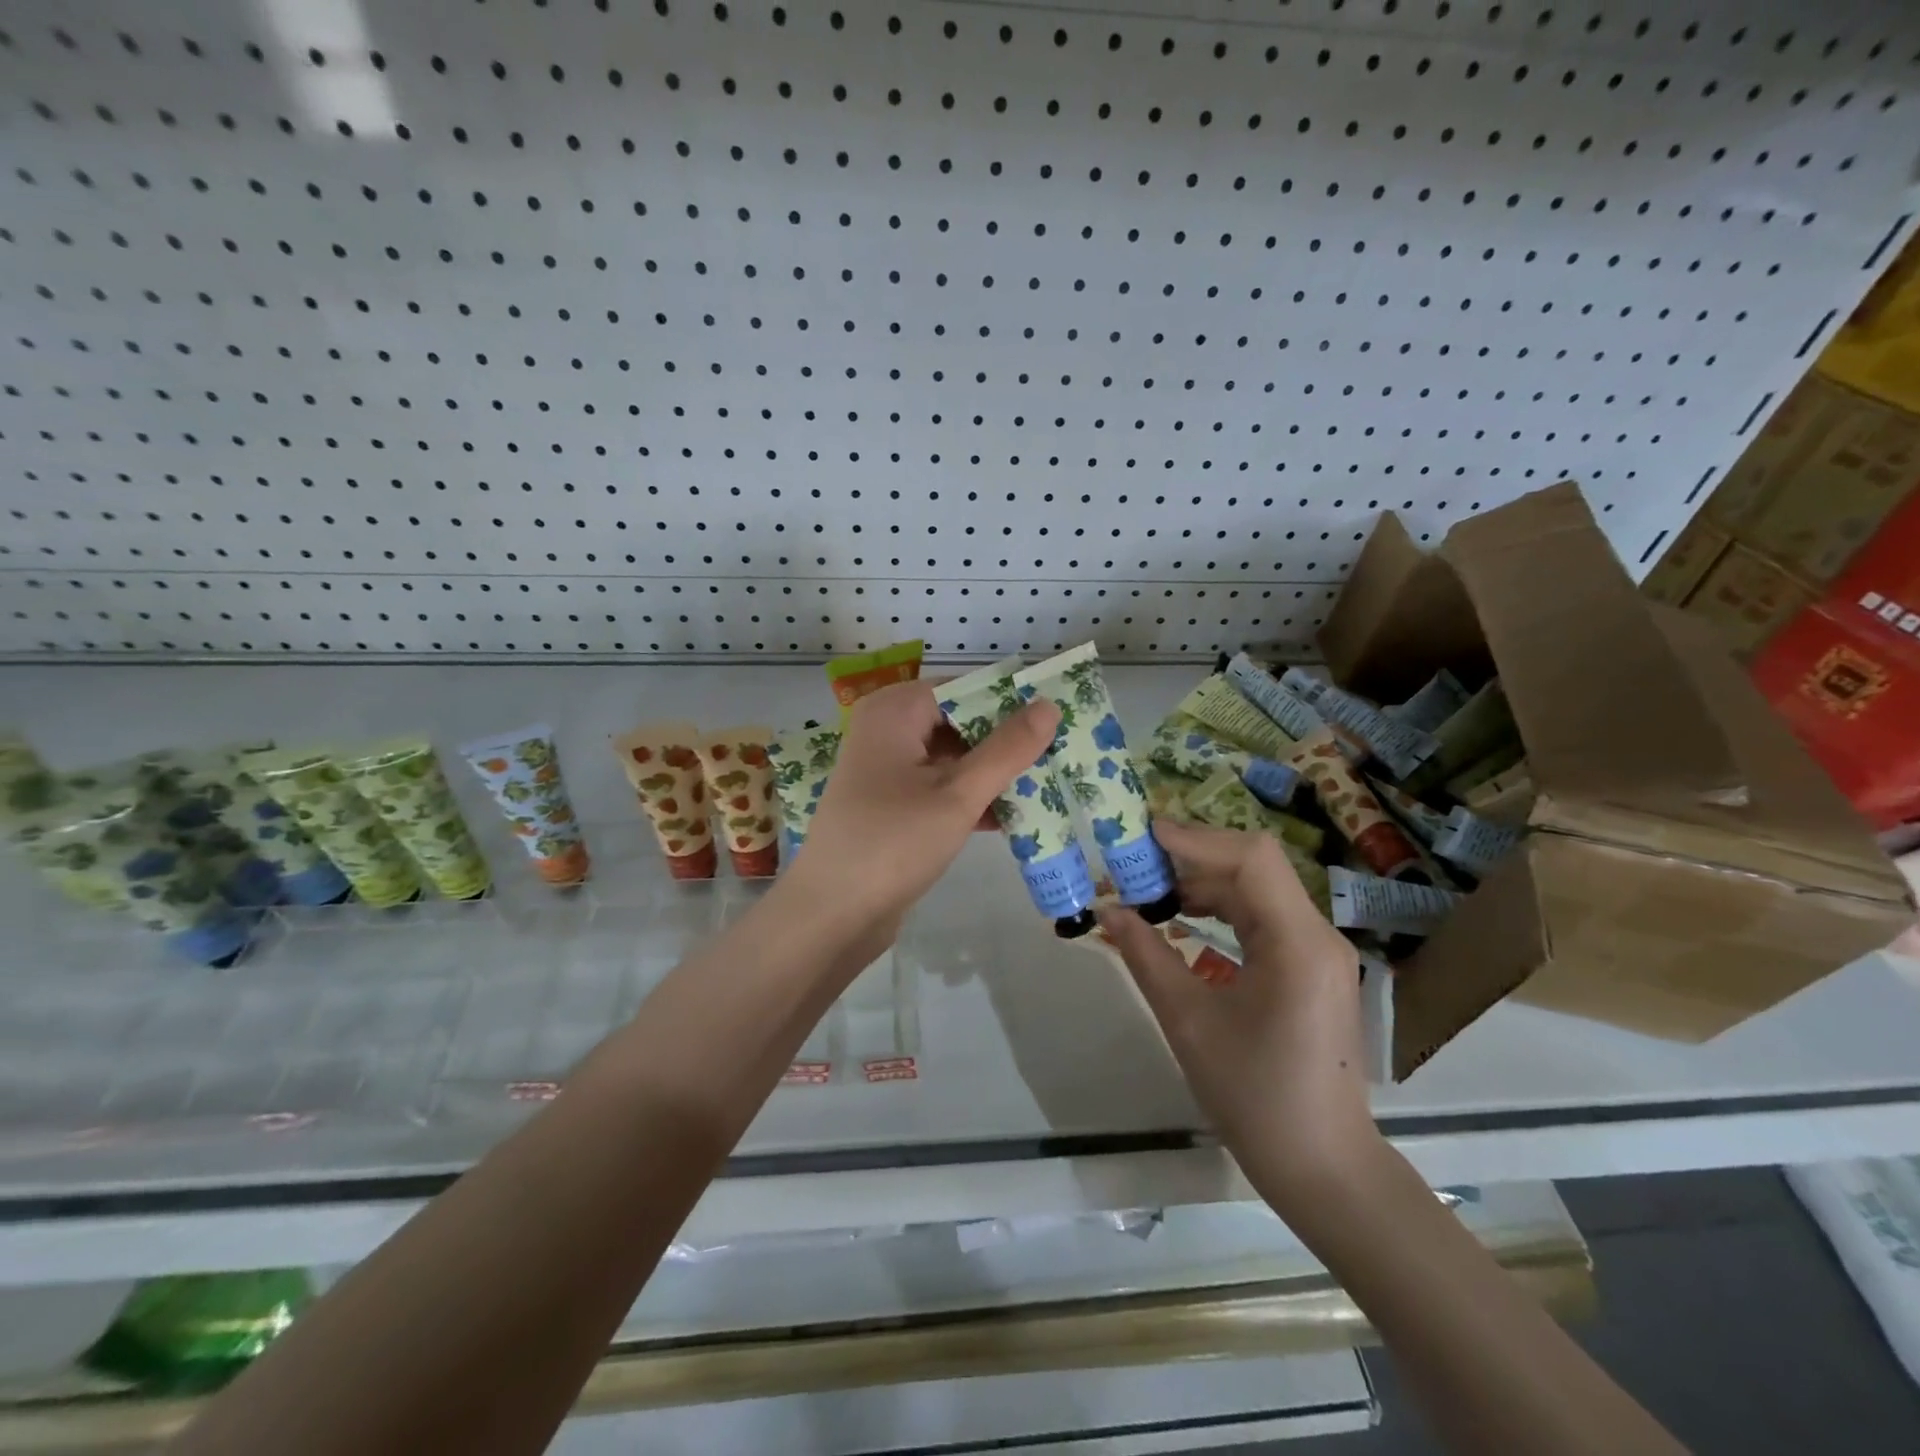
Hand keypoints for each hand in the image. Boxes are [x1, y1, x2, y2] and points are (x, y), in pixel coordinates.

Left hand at [789, 678, 1059, 940]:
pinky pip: (939, 786)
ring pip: (952, 757)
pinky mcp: (891, 802)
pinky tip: (1011, 819)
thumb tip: (1049, 706)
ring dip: (993, 774)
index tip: (1058, 720)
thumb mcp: (958, 795)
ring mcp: (886, 768)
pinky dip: (970, 798)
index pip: (966, 689)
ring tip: (1047, 787)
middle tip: (1059, 756)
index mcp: (895, 710)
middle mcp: (887, 729)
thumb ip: (1006, 750)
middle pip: (959, 721)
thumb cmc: (893, 844)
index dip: (1011, 702)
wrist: (831, 915)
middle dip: (1006, 742)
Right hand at [1095, 819, 1380, 1209]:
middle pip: (1254, 868)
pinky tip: (1184, 917)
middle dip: (1192, 858)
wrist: (1322, 1166)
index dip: (1196, 839)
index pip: (1251, 859)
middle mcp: (1317, 935)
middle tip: (1136, 861)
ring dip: (1204, 883)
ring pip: (1258, 890)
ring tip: (1150, 888)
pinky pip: (1264, 918)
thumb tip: (1107, 910)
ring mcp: (1319, 951)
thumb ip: (1146, 955)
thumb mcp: (1188, 1021)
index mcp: (1297, 943)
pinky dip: (1222, 909)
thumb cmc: (1254, 1096)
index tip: (1143, 836)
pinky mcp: (1312, 968)